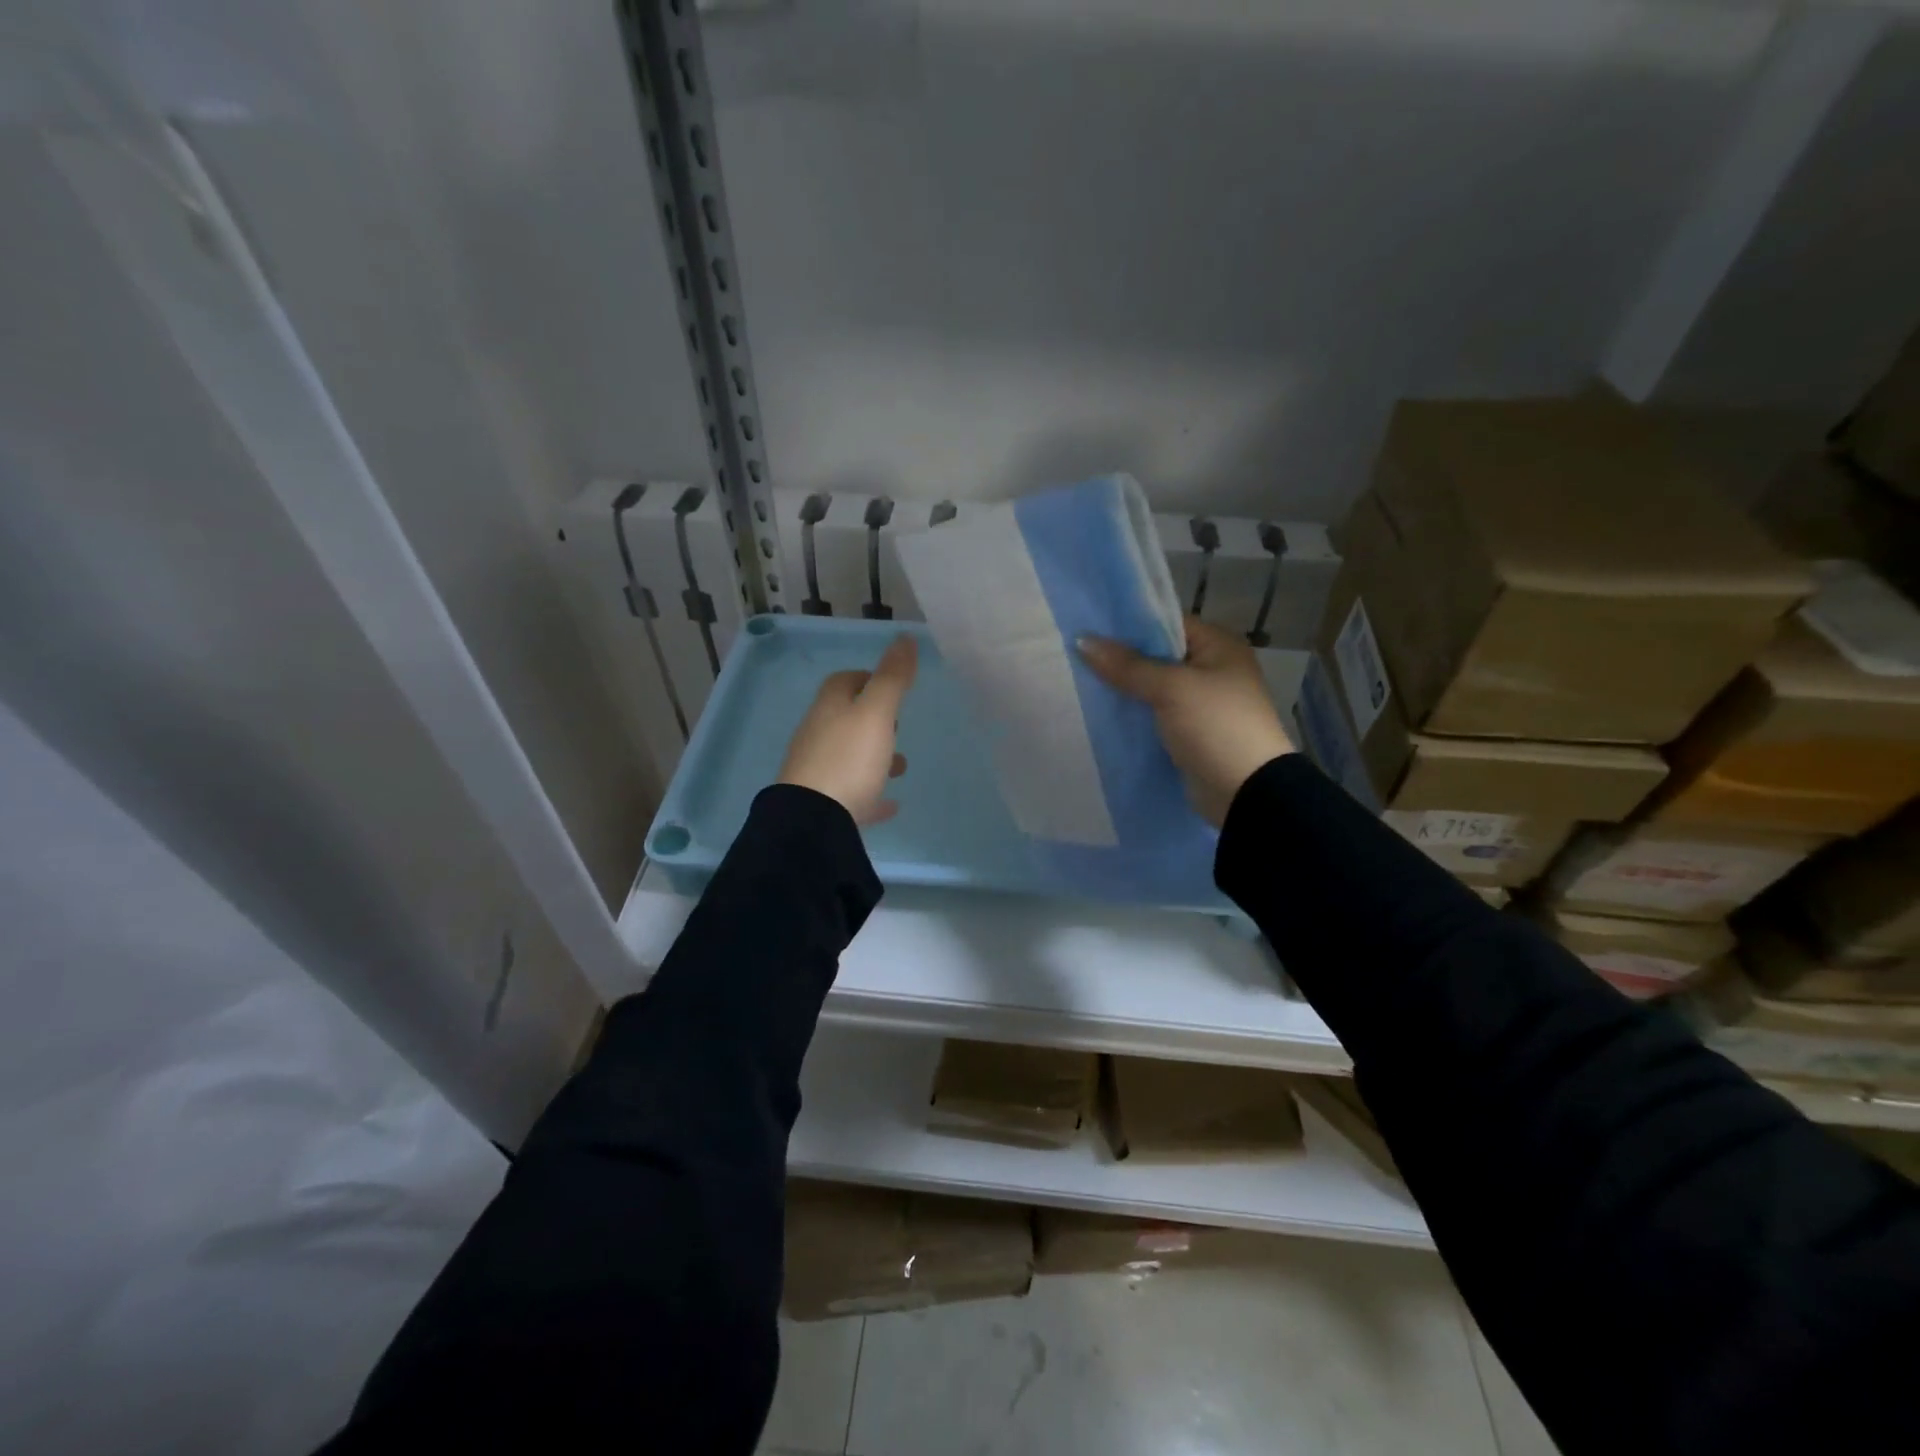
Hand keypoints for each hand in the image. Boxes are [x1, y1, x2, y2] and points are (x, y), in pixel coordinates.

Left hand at [779, 634, 917, 825]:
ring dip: (873, 756)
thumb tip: (905, 638)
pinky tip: (889, 804)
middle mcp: (818, 735)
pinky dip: (870, 793)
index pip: (843, 682)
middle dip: (872, 719)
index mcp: (829, 709)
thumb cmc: (848, 759)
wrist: (813, 821)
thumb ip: (892, 678)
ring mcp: (817, 772)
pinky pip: (851, 793)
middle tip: (898, 727)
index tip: (891, 686)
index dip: (867, 679)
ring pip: (848, 756)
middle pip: (844, 719)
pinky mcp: (822, 805)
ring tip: (900, 766)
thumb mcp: (876, 713)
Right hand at [1077, 617, 1292, 826]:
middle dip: (1120, 658)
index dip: (1129, 625)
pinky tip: (1099, 711)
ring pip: (1152, 688)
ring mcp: (1200, 704)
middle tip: (1075, 653)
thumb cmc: (1216, 726)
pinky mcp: (1188, 733)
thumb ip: (1127, 665)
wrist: (1245, 792)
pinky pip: (1153, 715)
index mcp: (1219, 646)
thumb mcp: (1171, 688)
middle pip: (1157, 656)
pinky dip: (1131, 714)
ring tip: (1078, 680)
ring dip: (1123, 688)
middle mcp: (1212, 670)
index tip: (1089, 626)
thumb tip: (1083, 640)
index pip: (1167, 623)